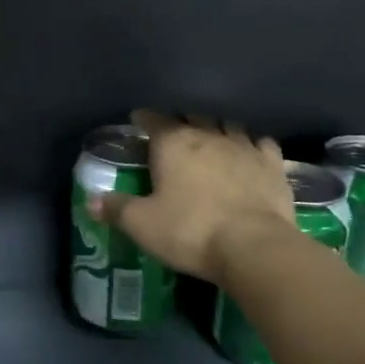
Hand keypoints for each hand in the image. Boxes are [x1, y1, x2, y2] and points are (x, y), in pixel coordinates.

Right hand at [88, 109, 297, 286]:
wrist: (254, 246)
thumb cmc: (189, 230)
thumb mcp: (141, 224)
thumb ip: (116, 209)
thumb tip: (91, 200)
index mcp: (173, 143)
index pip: (154, 120)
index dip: (144, 118)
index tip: (138, 120)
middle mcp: (209, 135)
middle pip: (193, 117)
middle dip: (182, 122)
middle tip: (173, 134)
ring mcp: (245, 147)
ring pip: (228, 125)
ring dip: (217, 129)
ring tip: (210, 138)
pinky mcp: (273, 165)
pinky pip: (261, 144)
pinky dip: (252, 145)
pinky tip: (250, 153)